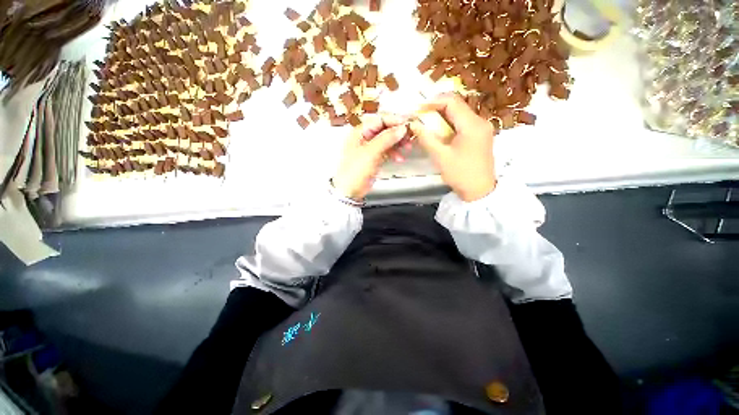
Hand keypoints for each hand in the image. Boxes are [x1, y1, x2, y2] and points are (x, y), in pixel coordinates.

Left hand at [332, 114, 408, 200]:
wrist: (350, 190)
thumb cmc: (354, 171)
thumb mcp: (370, 152)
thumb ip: (386, 139)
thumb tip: (400, 128)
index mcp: (360, 132)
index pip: (379, 120)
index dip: (394, 120)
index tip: (406, 123)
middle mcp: (365, 138)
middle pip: (385, 129)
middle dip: (398, 132)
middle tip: (409, 136)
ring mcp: (370, 149)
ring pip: (387, 141)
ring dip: (398, 143)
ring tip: (407, 147)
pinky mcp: (374, 158)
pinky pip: (387, 151)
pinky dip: (394, 153)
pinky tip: (400, 158)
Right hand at [410, 93, 496, 201]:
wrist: (479, 191)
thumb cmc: (460, 174)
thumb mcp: (440, 157)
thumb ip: (426, 138)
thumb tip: (413, 124)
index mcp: (472, 125)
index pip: (452, 102)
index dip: (433, 102)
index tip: (418, 109)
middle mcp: (480, 121)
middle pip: (457, 106)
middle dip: (436, 109)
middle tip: (420, 117)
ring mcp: (482, 128)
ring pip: (459, 114)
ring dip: (442, 117)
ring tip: (427, 124)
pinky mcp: (480, 135)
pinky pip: (463, 123)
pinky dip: (449, 124)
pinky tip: (439, 132)